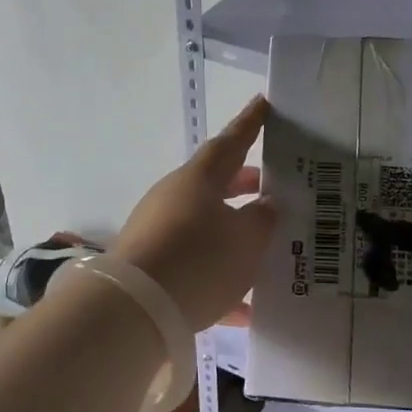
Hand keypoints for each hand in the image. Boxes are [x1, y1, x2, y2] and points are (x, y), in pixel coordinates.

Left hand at [112, 96, 276, 330]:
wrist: (134, 309)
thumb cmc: (199, 259)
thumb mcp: (246, 239)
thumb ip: (262, 219)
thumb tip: (264, 206)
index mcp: (199, 179)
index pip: (232, 141)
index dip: (251, 123)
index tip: (264, 102)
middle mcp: (175, 197)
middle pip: (217, 184)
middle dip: (246, 186)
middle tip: (276, 190)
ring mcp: (159, 230)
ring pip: (206, 225)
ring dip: (235, 233)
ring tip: (267, 247)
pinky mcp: (152, 265)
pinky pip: (194, 265)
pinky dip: (220, 278)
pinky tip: (245, 308)